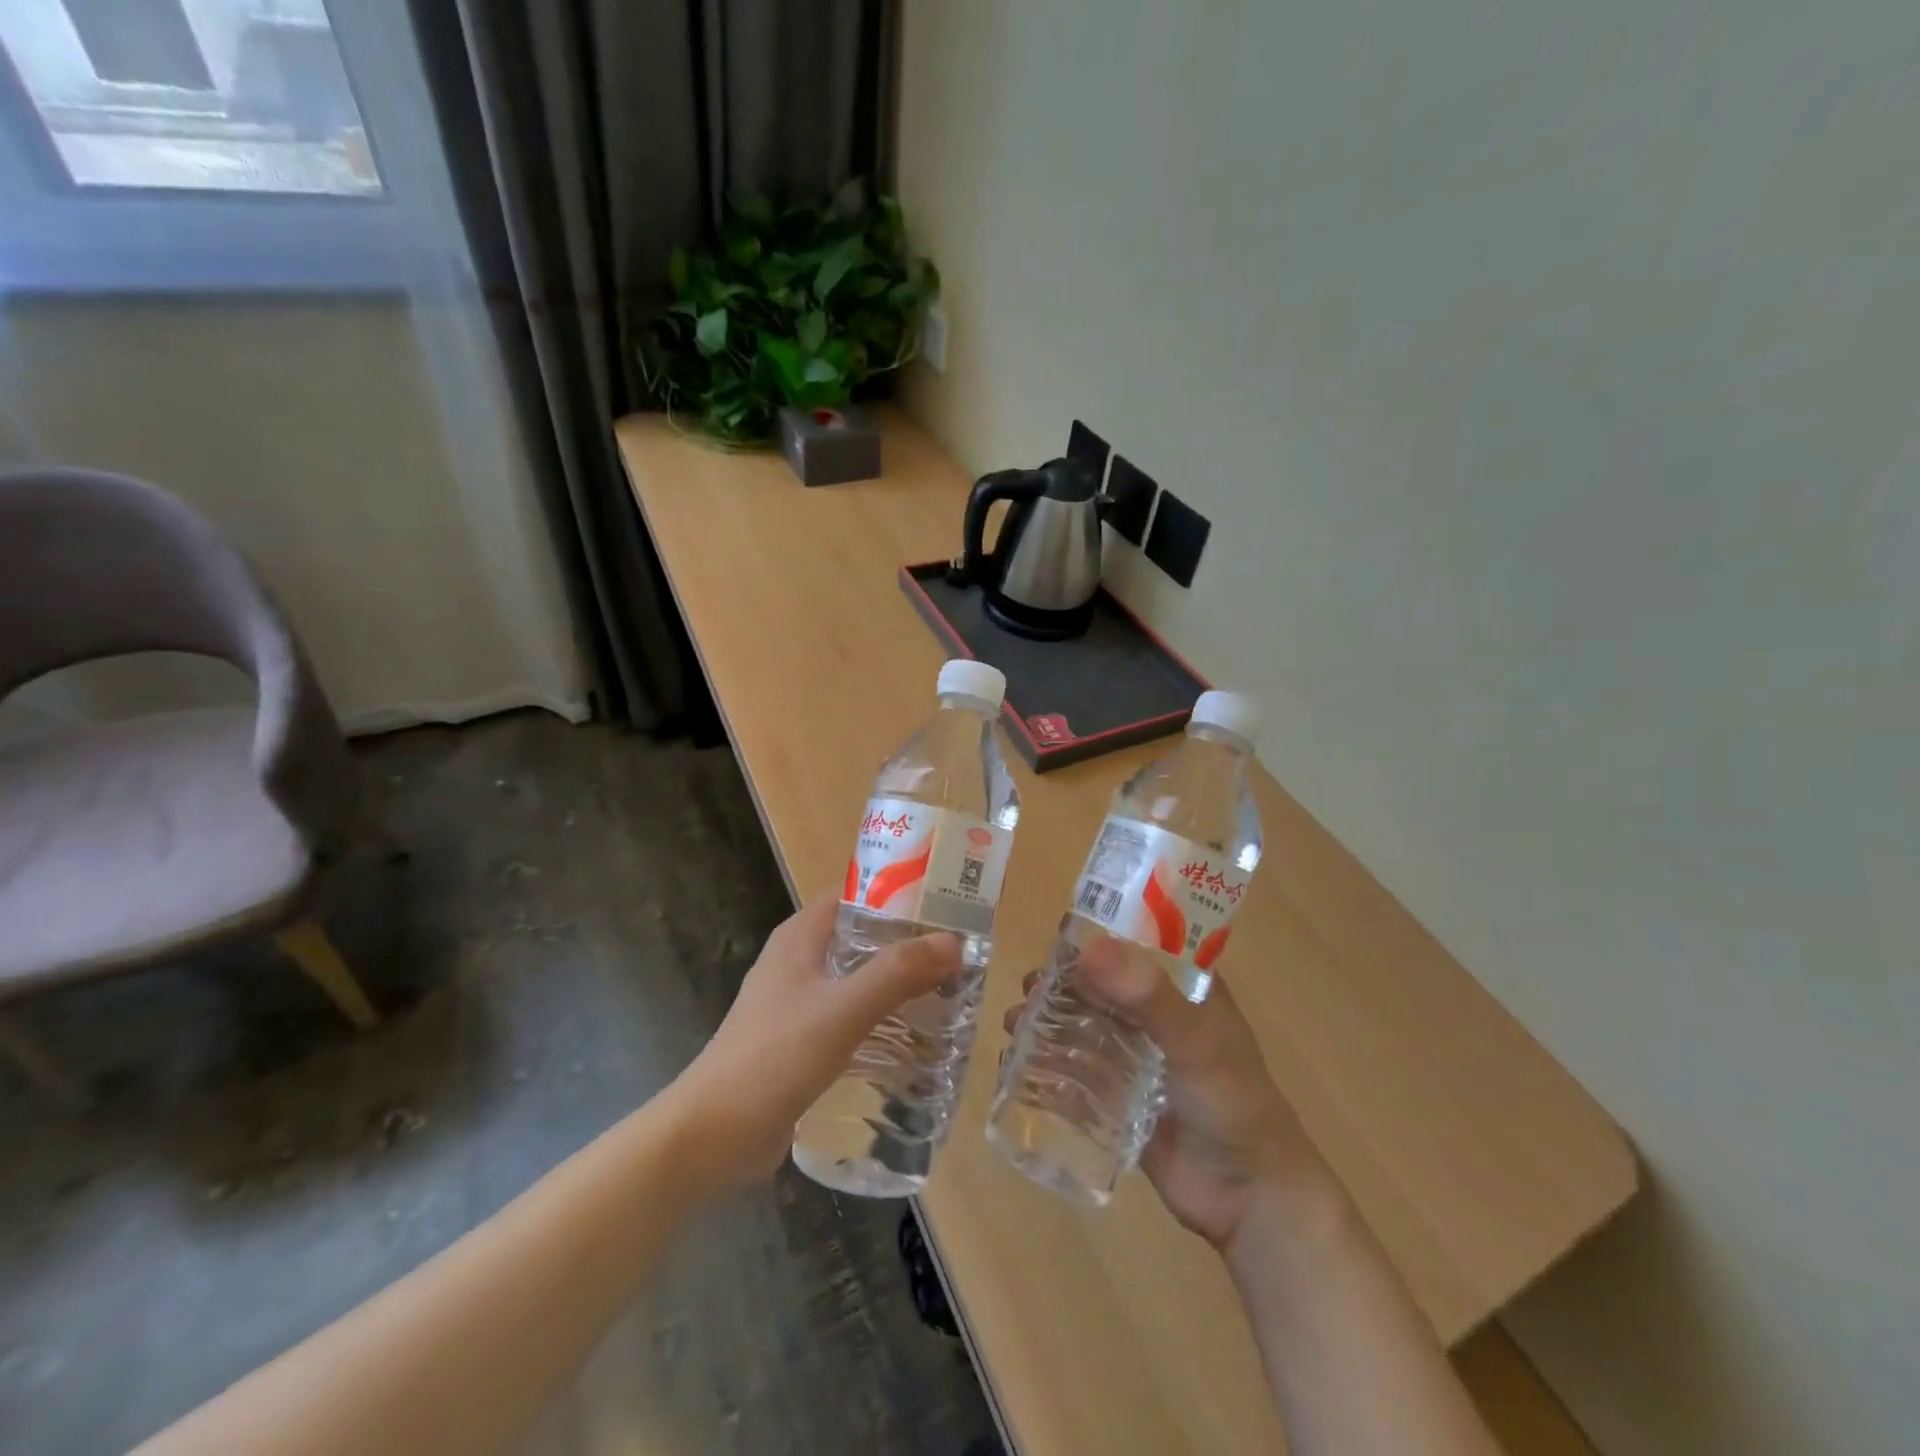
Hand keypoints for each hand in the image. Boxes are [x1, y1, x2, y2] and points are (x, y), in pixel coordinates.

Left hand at [675, 894, 959, 1189]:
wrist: (712, 1136)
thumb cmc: (774, 1057)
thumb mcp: (842, 1009)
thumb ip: (897, 973)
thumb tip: (954, 941)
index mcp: (801, 935)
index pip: (856, 892)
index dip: (900, 889)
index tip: (948, 898)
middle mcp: (800, 959)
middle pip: (863, 934)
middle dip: (909, 940)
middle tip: (960, 949)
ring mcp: (799, 1001)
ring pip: (860, 976)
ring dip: (899, 980)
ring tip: (950, 988)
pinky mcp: (803, 1040)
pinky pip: (852, 1014)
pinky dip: (883, 1016)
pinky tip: (917, 1034)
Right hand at [1005, 934, 1325, 1250]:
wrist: (1250, 1201)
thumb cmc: (1233, 1107)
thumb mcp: (1197, 1044)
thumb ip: (1150, 997)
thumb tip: (1089, 947)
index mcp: (1186, 988)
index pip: (1139, 942)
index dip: (1099, 932)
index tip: (1057, 932)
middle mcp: (1159, 1014)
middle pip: (1102, 983)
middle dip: (1062, 980)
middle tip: (1028, 987)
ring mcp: (1139, 1056)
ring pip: (1085, 1023)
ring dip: (1049, 1018)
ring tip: (1015, 1023)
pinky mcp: (1121, 1095)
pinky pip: (1079, 1067)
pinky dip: (1048, 1059)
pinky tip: (1017, 1062)